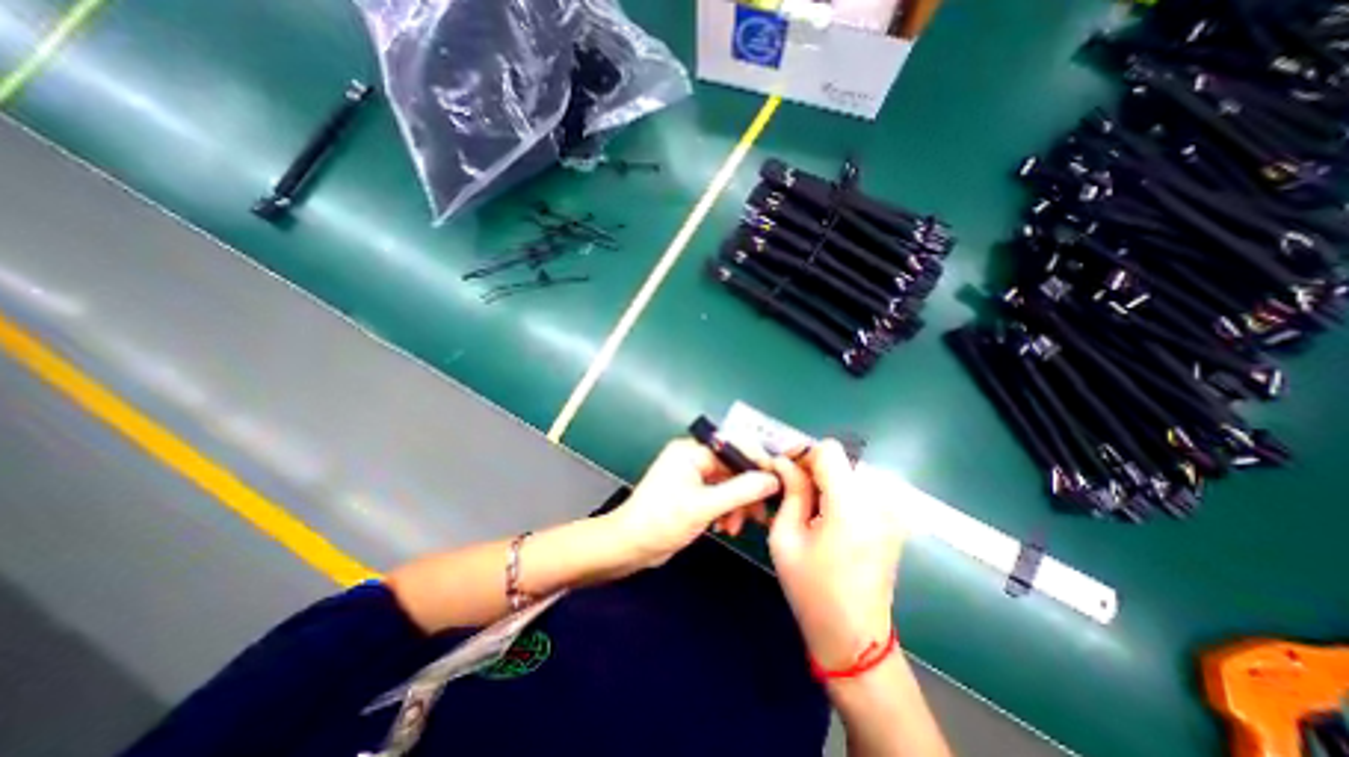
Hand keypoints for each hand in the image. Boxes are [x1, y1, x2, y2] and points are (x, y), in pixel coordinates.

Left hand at [604, 440, 779, 569]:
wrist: (630, 546)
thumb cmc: (662, 521)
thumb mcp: (704, 506)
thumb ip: (740, 491)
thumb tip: (773, 479)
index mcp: (691, 450)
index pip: (734, 447)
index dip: (758, 463)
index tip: (779, 481)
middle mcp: (693, 457)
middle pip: (733, 467)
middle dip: (747, 491)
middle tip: (761, 514)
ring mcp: (693, 475)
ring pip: (728, 483)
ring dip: (737, 504)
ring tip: (738, 527)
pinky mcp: (693, 492)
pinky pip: (719, 495)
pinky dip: (726, 510)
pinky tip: (726, 527)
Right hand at [769, 440, 903, 670]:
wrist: (855, 639)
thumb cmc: (812, 591)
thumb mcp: (785, 538)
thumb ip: (789, 491)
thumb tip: (783, 461)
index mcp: (851, 506)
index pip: (829, 450)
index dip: (803, 454)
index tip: (786, 472)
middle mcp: (879, 502)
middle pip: (842, 459)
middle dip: (813, 467)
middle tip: (792, 490)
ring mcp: (892, 512)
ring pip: (851, 471)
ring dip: (827, 479)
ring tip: (809, 506)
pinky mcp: (894, 521)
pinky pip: (863, 488)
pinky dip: (842, 492)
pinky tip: (829, 517)